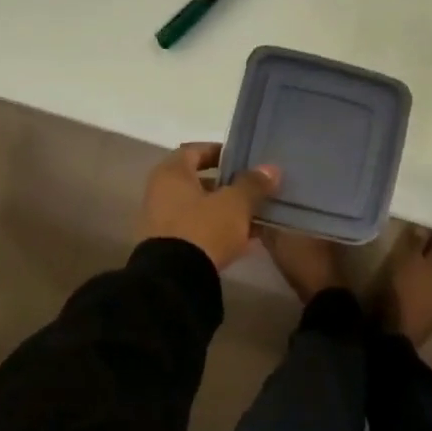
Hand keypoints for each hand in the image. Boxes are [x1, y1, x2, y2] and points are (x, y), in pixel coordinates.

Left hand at [140, 143, 280, 270]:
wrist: (175, 279)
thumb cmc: (203, 229)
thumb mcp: (235, 204)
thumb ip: (253, 184)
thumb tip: (271, 169)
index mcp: (171, 173)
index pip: (194, 150)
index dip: (220, 152)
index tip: (243, 159)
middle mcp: (160, 192)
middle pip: (197, 181)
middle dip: (227, 186)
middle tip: (253, 190)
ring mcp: (161, 221)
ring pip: (198, 208)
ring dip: (224, 211)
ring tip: (253, 217)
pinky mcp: (167, 247)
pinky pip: (196, 230)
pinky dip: (217, 231)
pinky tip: (242, 241)